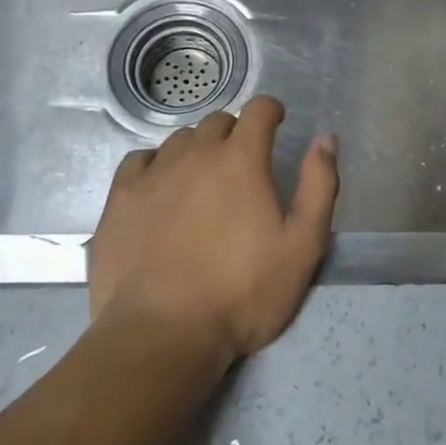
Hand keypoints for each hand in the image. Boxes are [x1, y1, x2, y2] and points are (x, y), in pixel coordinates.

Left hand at [87, 96, 338, 364]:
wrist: (161, 336)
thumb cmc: (242, 294)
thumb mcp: (302, 246)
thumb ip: (319, 185)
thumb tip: (325, 138)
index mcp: (240, 159)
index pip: (257, 109)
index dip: (270, 110)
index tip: (276, 122)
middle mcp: (195, 154)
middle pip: (217, 122)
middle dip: (235, 132)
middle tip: (242, 162)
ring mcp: (153, 174)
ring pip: (180, 140)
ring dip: (197, 148)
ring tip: (203, 178)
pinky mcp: (120, 198)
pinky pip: (140, 160)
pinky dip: (156, 164)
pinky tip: (161, 188)